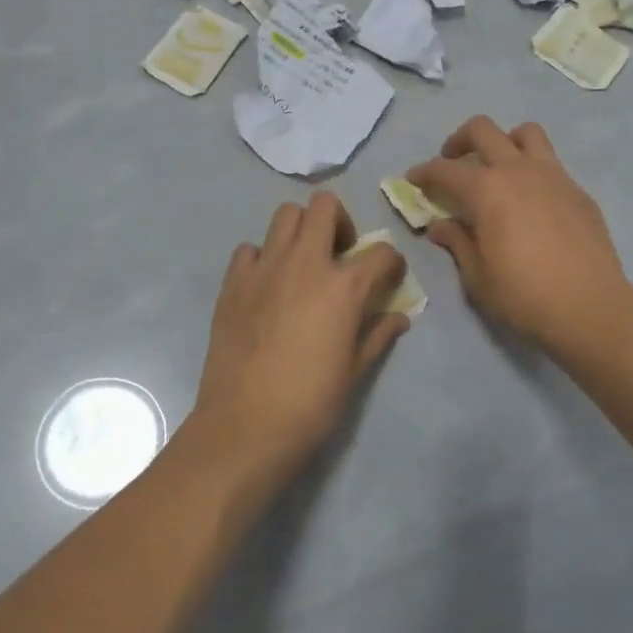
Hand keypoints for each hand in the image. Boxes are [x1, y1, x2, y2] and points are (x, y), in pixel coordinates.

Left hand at [191, 192, 408, 484]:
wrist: (245, 427)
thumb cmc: (310, 404)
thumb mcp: (355, 372)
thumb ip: (378, 335)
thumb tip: (399, 318)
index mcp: (343, 286)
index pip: (381, 251)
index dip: (392, 261)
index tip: (390, 276)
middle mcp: (305, 263)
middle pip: (325, 206)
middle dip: (340, 221)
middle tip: (340, 253)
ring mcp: (265, 268)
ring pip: (285, 214)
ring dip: (301, 229)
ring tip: (303, 262)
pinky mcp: (233, 282)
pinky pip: (250, 249)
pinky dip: (262, 257)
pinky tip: (267, 285)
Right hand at [409, 117, 629, 355]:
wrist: (590, 307)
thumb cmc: (523, 295)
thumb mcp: (477, 275)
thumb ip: (457, 242)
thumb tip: (440, 226)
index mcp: (486, 190)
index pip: (444, 169)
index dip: (423, 172)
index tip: (413, 179)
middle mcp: (518, 170)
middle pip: (483, 130)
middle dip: (459, 140)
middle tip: (452, 161)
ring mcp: (553, 175)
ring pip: (526, 133)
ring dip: (505, 141)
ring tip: (499, 167)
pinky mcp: (578, 191)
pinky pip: (551, 164)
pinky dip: (533, 170)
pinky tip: (532, 202)